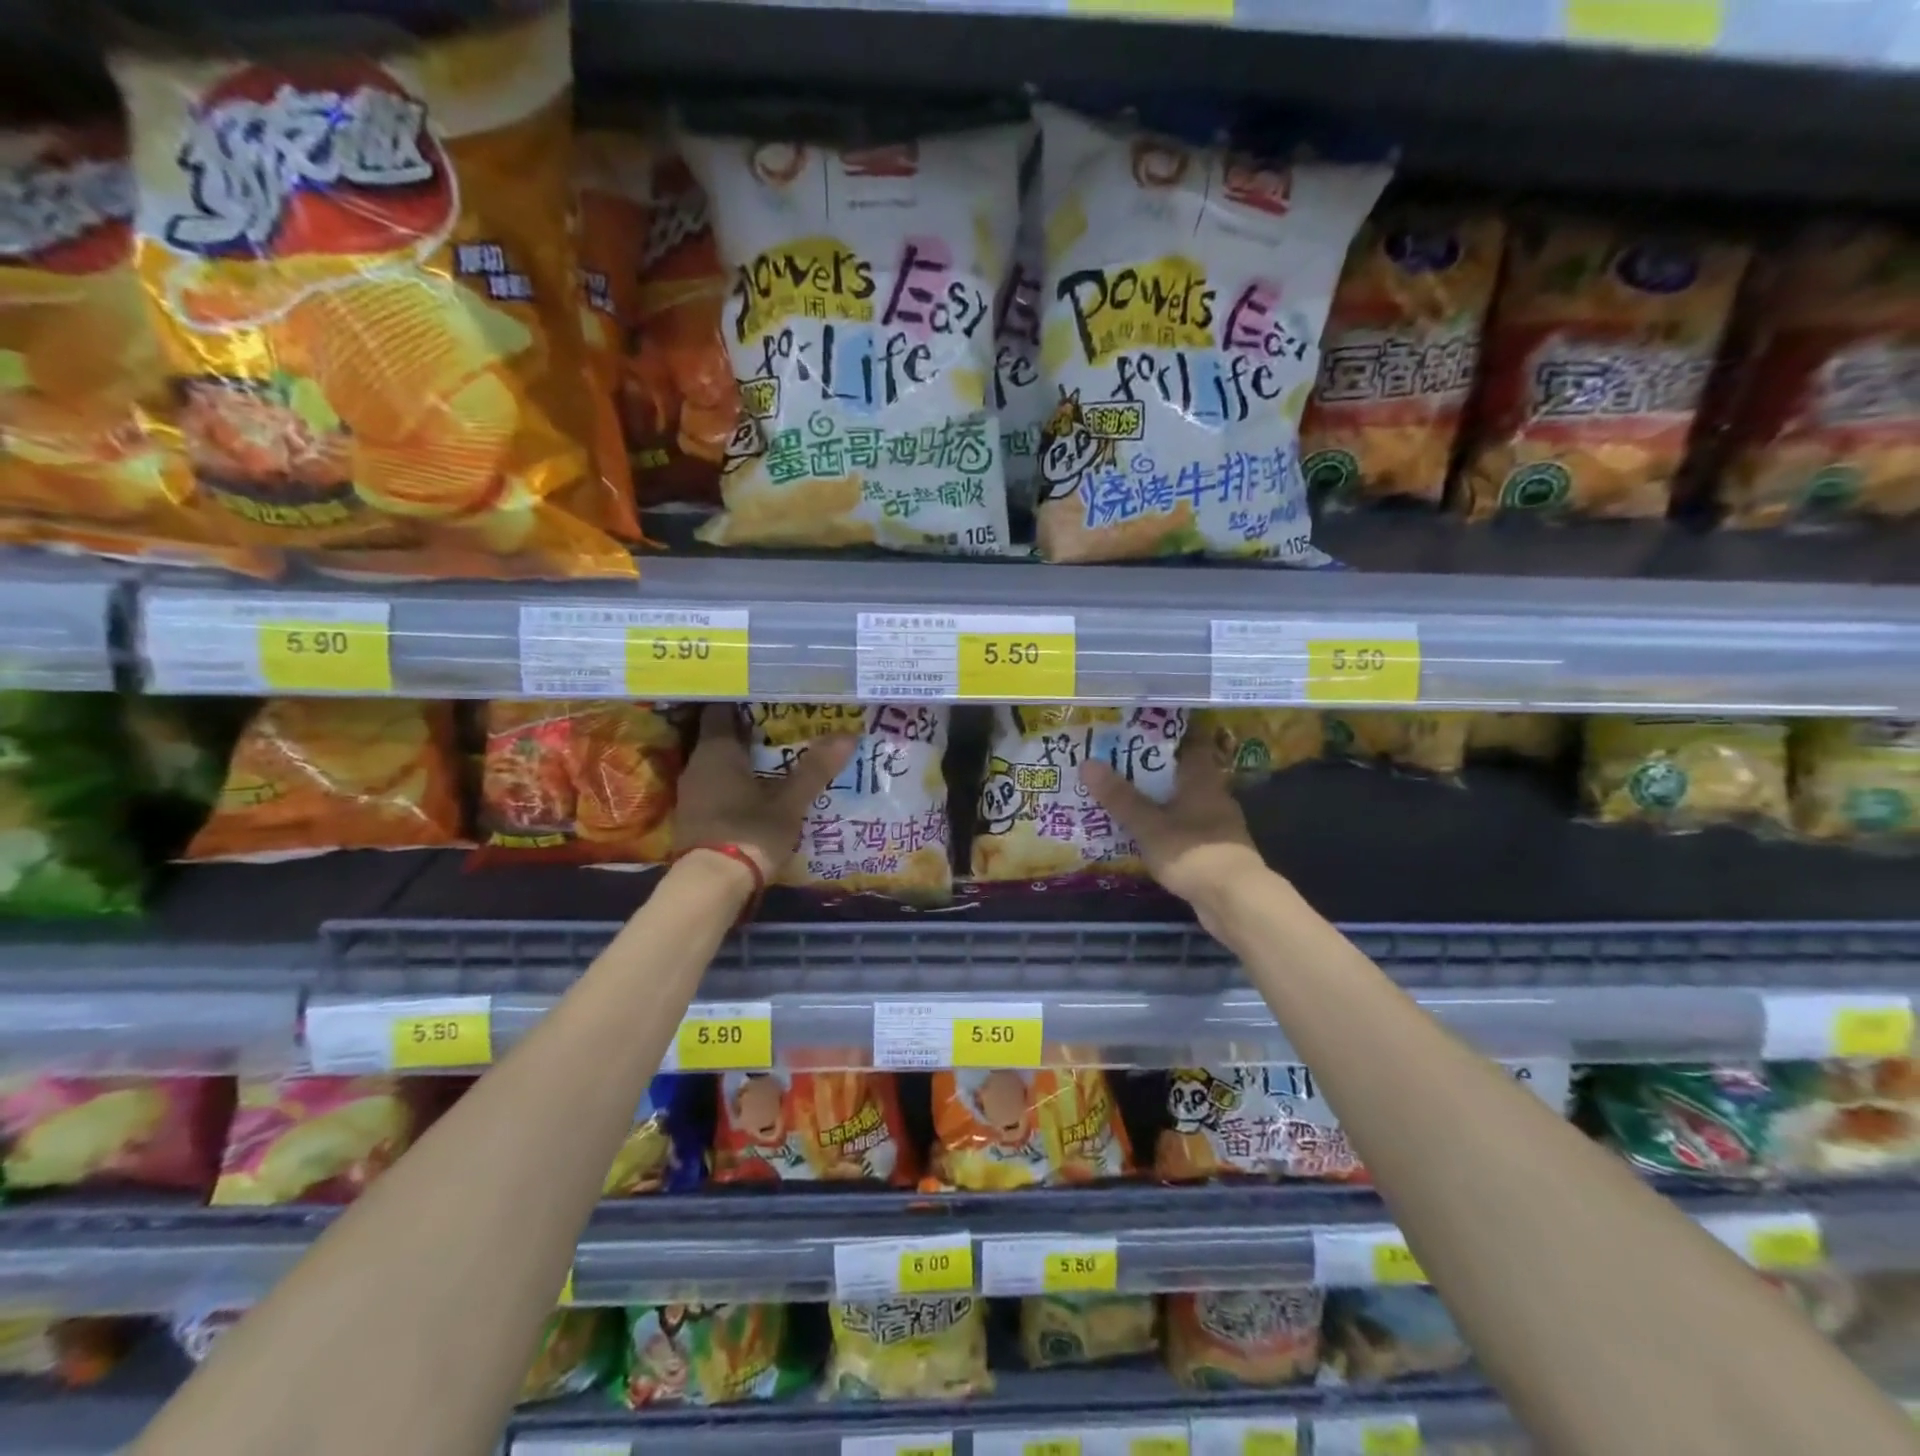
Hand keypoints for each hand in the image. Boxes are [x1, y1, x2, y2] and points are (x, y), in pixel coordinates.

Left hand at [672, 706, 856, 880]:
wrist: (711, 886)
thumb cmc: (751, 832)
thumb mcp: (790, 802)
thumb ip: (816, 769)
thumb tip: (848, 736)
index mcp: (717, 750)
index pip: (721, 709)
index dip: (743, 700)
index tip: (769, 695)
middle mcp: (697, 764)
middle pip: (719, 735)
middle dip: (747, 730)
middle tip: (781, 725)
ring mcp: (691, 792)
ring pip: (716, 762)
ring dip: (740, 759)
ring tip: (773, 757)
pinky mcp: (693, 816)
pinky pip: (713, 785)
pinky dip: (732, 782)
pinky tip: (755, 788)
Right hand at [1080, 744, 1270, 932]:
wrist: (1235, 899)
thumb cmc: (1191, 851)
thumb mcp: (1148, 825)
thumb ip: (1120, 797)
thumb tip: (1088, 763)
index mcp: (1202, 779)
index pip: (1190, 745)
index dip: (1166, 739)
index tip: (1138, 736)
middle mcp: (1215, 796)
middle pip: (1185, 775)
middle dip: (1156, 773)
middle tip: (1121, 769)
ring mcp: (1219, 826)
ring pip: (1186, 805)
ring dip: (1162, 804)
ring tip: (1128, 803)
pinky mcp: (1217, 852)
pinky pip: (1188, 831)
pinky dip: (1170, 830)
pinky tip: (1148, 838)